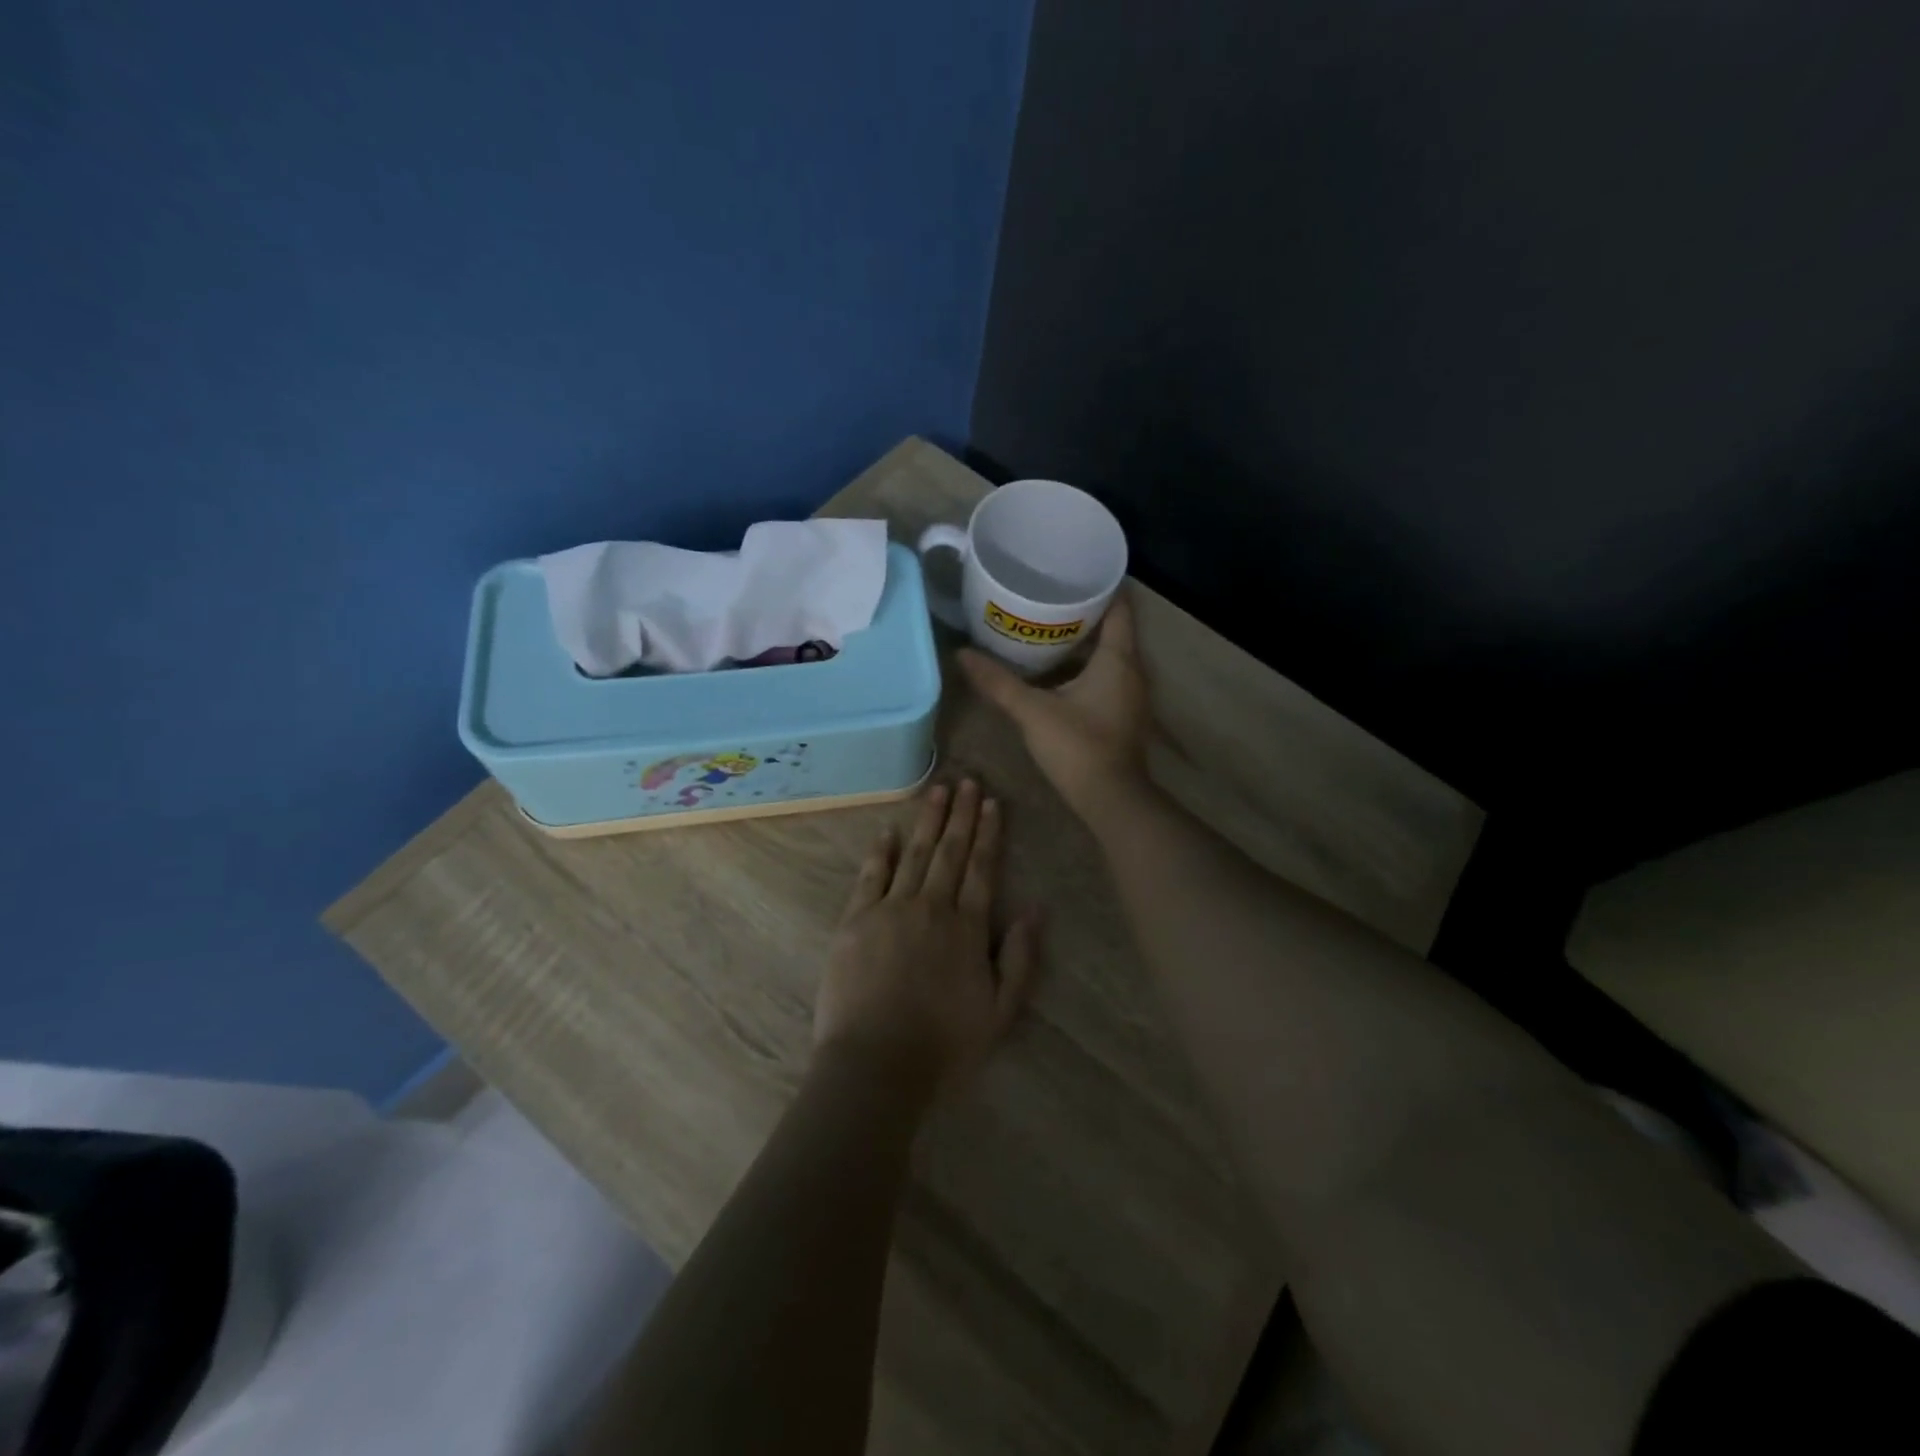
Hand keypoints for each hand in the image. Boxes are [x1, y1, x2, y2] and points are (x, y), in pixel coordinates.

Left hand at [815, 780, 1043, 1101]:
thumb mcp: (1000, 1012)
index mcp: (967, 928)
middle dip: (961, 815)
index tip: (991, 803)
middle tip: (967, 781)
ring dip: (927, 821)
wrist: (876, 1065)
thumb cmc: (944, 1046)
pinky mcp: (856, 921)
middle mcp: (931, 907)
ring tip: (937, 791)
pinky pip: (871, 876)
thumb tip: (1037, 910)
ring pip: (914, 854)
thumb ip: (1020, 959)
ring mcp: (890, 910)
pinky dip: (880, 851)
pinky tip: (888, 830)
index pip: (982, 868)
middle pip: (950, 852)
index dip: (988, 833)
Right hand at [958, 590, 1152, 824]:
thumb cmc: (1078, 746)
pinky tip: (1056, 667)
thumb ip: (998, 682)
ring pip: (1109, 653)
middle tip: (1047, 594)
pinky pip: (1106, 674)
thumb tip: (961, 655)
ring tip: (1046, 624)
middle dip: (1083, 610)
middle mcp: (1132, 669)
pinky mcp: (1122, 712)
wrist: (1110, 799)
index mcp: (1117, 659)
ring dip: (1083, 639)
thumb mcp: (1032, 711)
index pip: (1118, 606)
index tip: (1073, 570)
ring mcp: (1130, 693)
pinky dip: (1085, 663)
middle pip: (1113, 627)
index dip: (1100, 585)